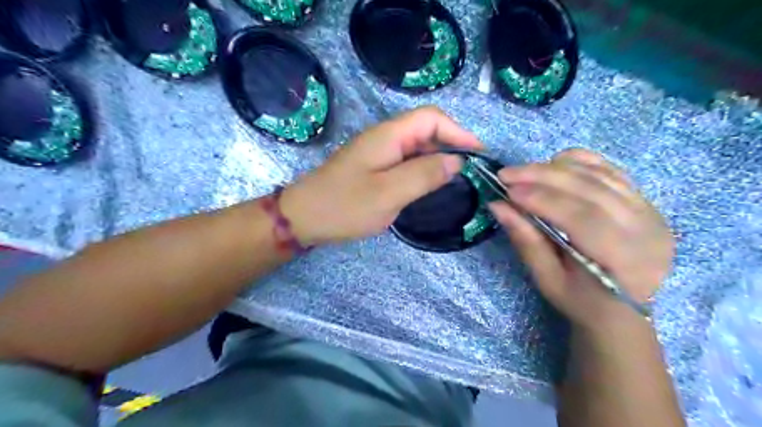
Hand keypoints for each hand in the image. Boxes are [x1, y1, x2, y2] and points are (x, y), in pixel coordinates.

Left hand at [279, 105, 481, 244]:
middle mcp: (385, 138)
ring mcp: (378, 153)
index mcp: (388, 136)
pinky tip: (430, 186)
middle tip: (471, 172)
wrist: (304, 218)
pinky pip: (406, 162)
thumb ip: (424, 175)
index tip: (478, 154)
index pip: (432, 118)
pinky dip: (423, 170)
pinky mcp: (374, 167)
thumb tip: (457, 161)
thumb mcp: (389, 193)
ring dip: (438, 159)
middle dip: (451, 146)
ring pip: (417, 148)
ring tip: (457, 180)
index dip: (458, 132)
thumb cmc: (344, 206)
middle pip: (426, 130)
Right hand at [487, 148, 671, 332]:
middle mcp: (646, 230)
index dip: (542, 199)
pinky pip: (611, 171)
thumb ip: (525, 240)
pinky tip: (555, 163)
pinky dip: (581, 162)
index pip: (581, 218)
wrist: (624, 310)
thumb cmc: (582, 301)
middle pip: (591, 190)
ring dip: (558, 167)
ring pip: (600, 175)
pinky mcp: (646, 201)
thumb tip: (498, 205)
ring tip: (525, 171)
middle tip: (507, 174)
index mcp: (623, 259)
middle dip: (544, 177)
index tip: (508, 191)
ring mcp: (650, 212)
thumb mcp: (547, 278)